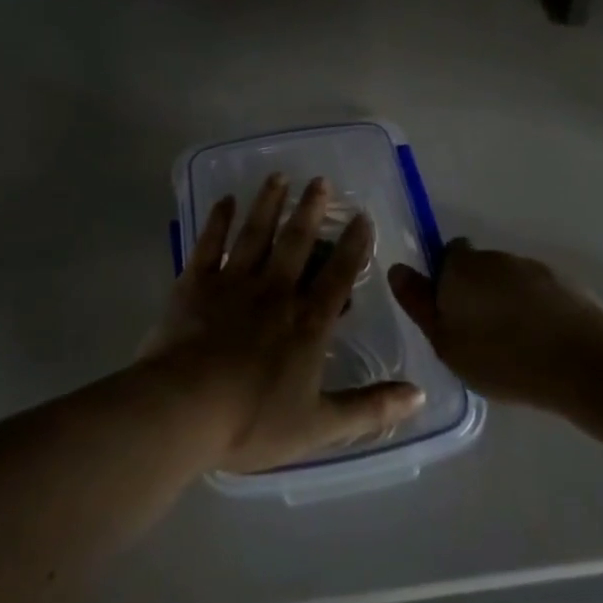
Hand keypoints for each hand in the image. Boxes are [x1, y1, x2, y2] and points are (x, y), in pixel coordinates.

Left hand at [145, 175, 426, 472]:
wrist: (182, 410)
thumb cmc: (251, 420)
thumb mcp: (319, 426)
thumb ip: (370, 409)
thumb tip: (420, 395)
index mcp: (307, 323)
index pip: (338, 277)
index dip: (354, 246)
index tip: (362, 216)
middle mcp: (274, 292)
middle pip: (297, 243)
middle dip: (311, 211)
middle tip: (320, 181)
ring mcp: (233, 283)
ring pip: (255, 234)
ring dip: (269, 204)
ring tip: (279, 177)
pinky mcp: (195, 284)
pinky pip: (209, 244)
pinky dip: (217, 221)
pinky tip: (225, 200)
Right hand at [389, 241, 602, 406]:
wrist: (582, 360)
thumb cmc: (500, 355)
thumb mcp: (445, 342)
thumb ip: (419, 304)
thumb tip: (398, 269)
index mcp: (461, 266)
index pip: (446, 255)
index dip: (444, 280)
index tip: (449, 313)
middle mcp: (496, 257)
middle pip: (478, 268)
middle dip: (476, 293)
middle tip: (476, 336)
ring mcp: (534, 268)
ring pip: (510, 282)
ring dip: (507, 303)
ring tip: (512, 346)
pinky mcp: (566, 285)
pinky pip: (539, 296)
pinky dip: (535, 313)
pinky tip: (540, 346)